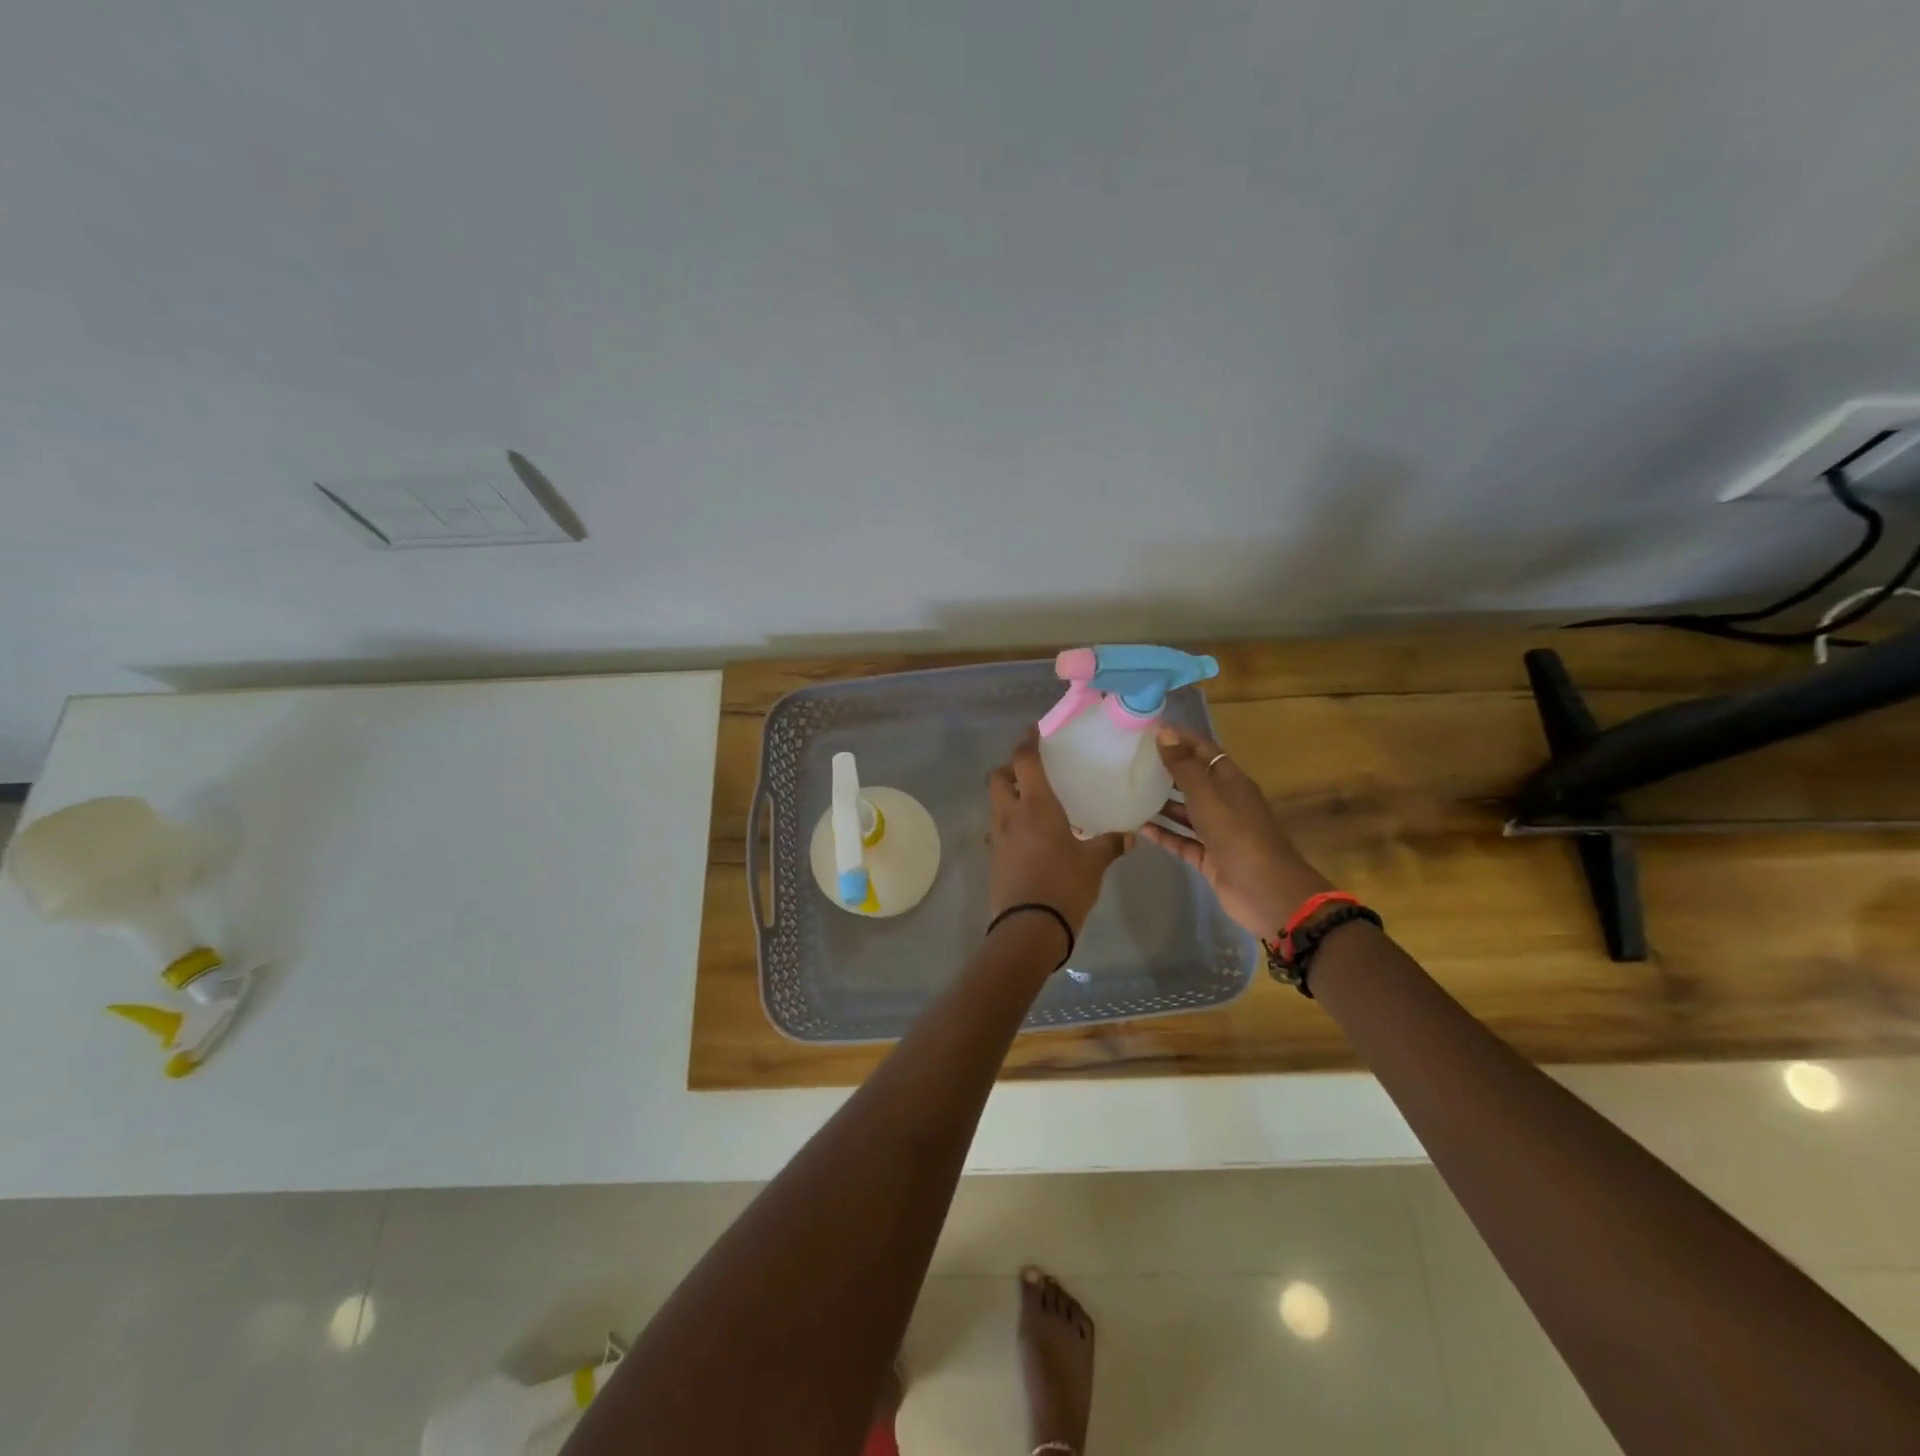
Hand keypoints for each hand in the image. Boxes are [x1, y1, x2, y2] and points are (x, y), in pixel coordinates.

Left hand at [987, 729, 1129, 937]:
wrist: (1029, 928)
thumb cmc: (1064, 886)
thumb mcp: (1093, 864)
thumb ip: (1110, 844)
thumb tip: (1129, 835)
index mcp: (1035, 806)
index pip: (1024, 761)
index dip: (1027, 742)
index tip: (1034, 730)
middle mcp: (1010, 815)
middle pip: (998, 777)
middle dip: (1010, 768)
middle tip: (1032, 771)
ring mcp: (997, 837)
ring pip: (995, 803)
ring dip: (1008, 795)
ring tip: (1032, 802)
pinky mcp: (994, 858)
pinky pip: (998, 828)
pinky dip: (1009, 822)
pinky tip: (1029, 834)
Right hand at [1138, 726, 1331, 938]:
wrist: (1265, 890)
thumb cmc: (1237, 833)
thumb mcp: (1207, 795)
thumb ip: (1183, 766)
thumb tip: (1164, 732)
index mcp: (1230, 781)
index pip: (1203, 749)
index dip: (1179, 737)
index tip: (1147, 728)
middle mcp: (1224, 802)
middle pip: (1193, 779)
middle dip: (1166, 769)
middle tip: (1129, 759)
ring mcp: (1217, 831)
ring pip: (1185, 811)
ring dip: (1161, 802)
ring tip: (1128, 791)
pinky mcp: (1208, 857)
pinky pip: (1181, 840)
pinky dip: (1163, 834)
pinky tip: (1138, 827)